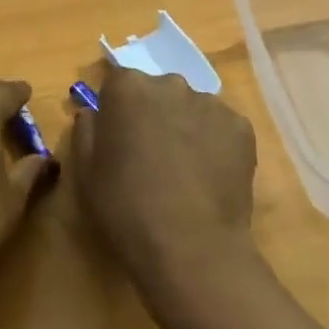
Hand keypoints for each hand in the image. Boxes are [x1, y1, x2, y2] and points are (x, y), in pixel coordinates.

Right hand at [70, 61, 258, 291]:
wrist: (191, 246)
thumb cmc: (126, 208)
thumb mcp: (86, 173)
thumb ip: (86, 130)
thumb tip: (94, 112)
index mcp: (129, 88)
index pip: (118, 82)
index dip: (117, 109)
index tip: (118, 137)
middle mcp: (172, 84)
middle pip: (158, 92)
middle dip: (153, 114)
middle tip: (151, 155)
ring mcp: (212, 104)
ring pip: (192, 109)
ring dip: (185, 128)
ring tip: (185, 171)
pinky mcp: (242, 127)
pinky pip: (221, 128)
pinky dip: (215, 144)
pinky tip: (209, 178)